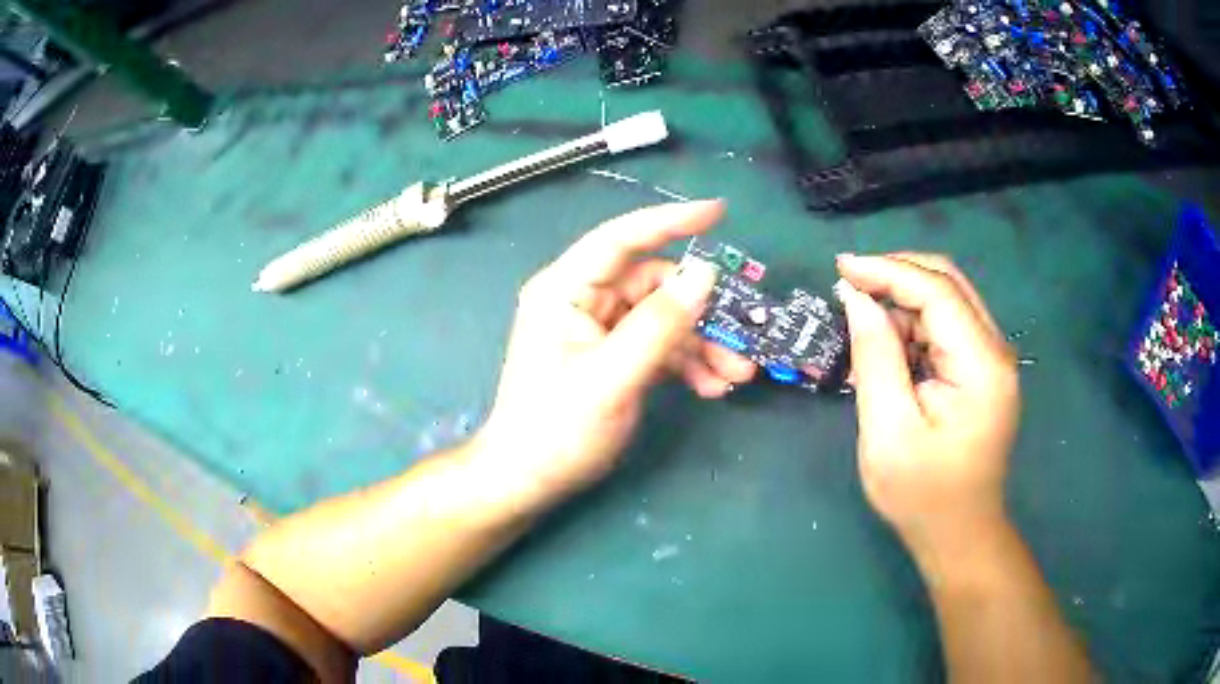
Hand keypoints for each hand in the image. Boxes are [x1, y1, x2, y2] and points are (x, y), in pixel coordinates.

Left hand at [475, 201, 755, 502]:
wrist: (529, 480)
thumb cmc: (556, 429)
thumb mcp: (612, 377)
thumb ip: (660, 325)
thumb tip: (704, 274)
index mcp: (566, 290)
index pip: (621, 239)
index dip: (670, 221)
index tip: (719, 213)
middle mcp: (583, 300)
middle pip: (654, 285)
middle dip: (701, 312)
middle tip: (743, 340)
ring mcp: (600, 330)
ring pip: (664, 318)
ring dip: (702, 343)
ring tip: (736, 375)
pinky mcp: (613, 356)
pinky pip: (659, 345)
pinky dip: (687, 362)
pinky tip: (710, 387)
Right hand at [835, 253, 1019, 554]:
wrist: (959, 534)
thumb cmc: (922, 495)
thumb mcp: (888, 432)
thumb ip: (876, 359)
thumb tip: (858, 299)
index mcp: (981, 366)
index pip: (937, 291)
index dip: (887, 270)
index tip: (840, 268)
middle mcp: (995, 351)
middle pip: (947, 283)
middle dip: (895, 275)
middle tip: (848, 285)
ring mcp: (991, 359)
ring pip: (946, 300)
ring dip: (902, 302)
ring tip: (863, 329)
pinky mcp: (981, 370)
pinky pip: (946, 326)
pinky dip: (913, 325)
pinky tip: (888, 350)